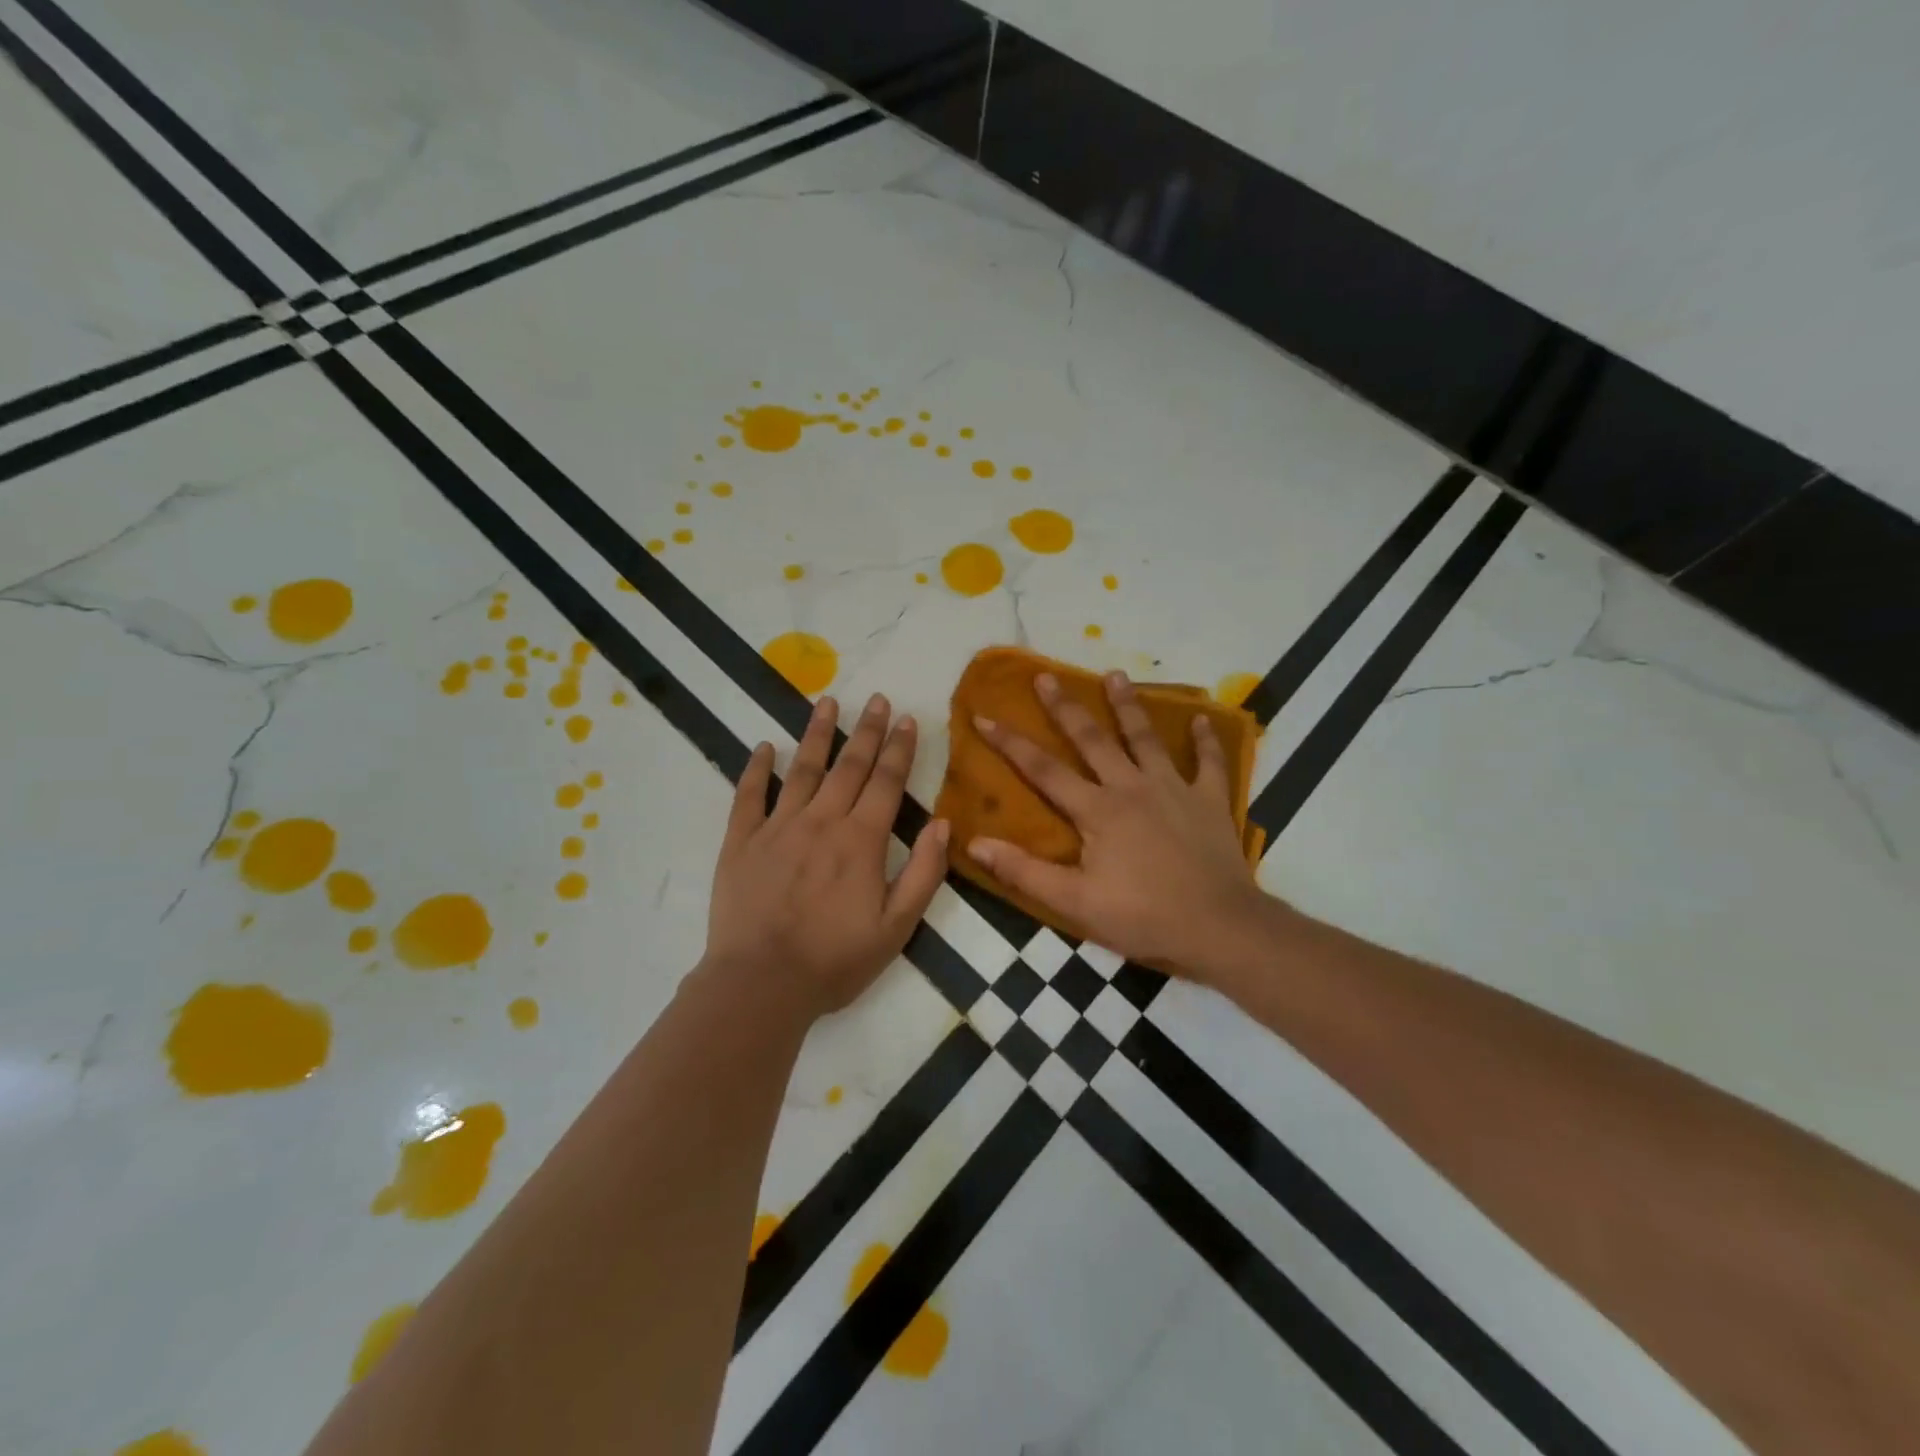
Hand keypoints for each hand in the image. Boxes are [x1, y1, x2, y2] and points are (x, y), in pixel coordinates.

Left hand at [704, 693, 948, 1018]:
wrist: (761, 984)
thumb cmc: (835, 960)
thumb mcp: (897, 927)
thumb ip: (924, 873)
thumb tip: (943, 823)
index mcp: (861, 840)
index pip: (887, 782)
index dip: (899, 749)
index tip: (907, 719)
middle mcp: (821, 821)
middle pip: (849, 766)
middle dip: (867, 730)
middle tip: (877, 699)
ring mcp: (778, 827)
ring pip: (802, 769)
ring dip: (816, 734)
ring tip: (827, 702)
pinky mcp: (741, 842)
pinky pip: (749, 796)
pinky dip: (756, 769)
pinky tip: (763, 747)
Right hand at [969, 671, 1267, 974]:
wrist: (1220, 928)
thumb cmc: (1143, 917)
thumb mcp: (1075, 903)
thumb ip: (1024, 871)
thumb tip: (974, 842)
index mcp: (1097, 810)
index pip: (1043, 769)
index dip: (1010, 743)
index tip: (984, 715)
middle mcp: (1132, 787)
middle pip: (1093, 739)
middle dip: (1065, 707)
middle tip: (1047, 676)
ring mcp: (1174, 789)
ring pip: (1146, 738)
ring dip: (1129, 706)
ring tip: (1115, 674)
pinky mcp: (1209, 801)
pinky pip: (1209, 763)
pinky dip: (1206, 741)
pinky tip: (1204, 719)